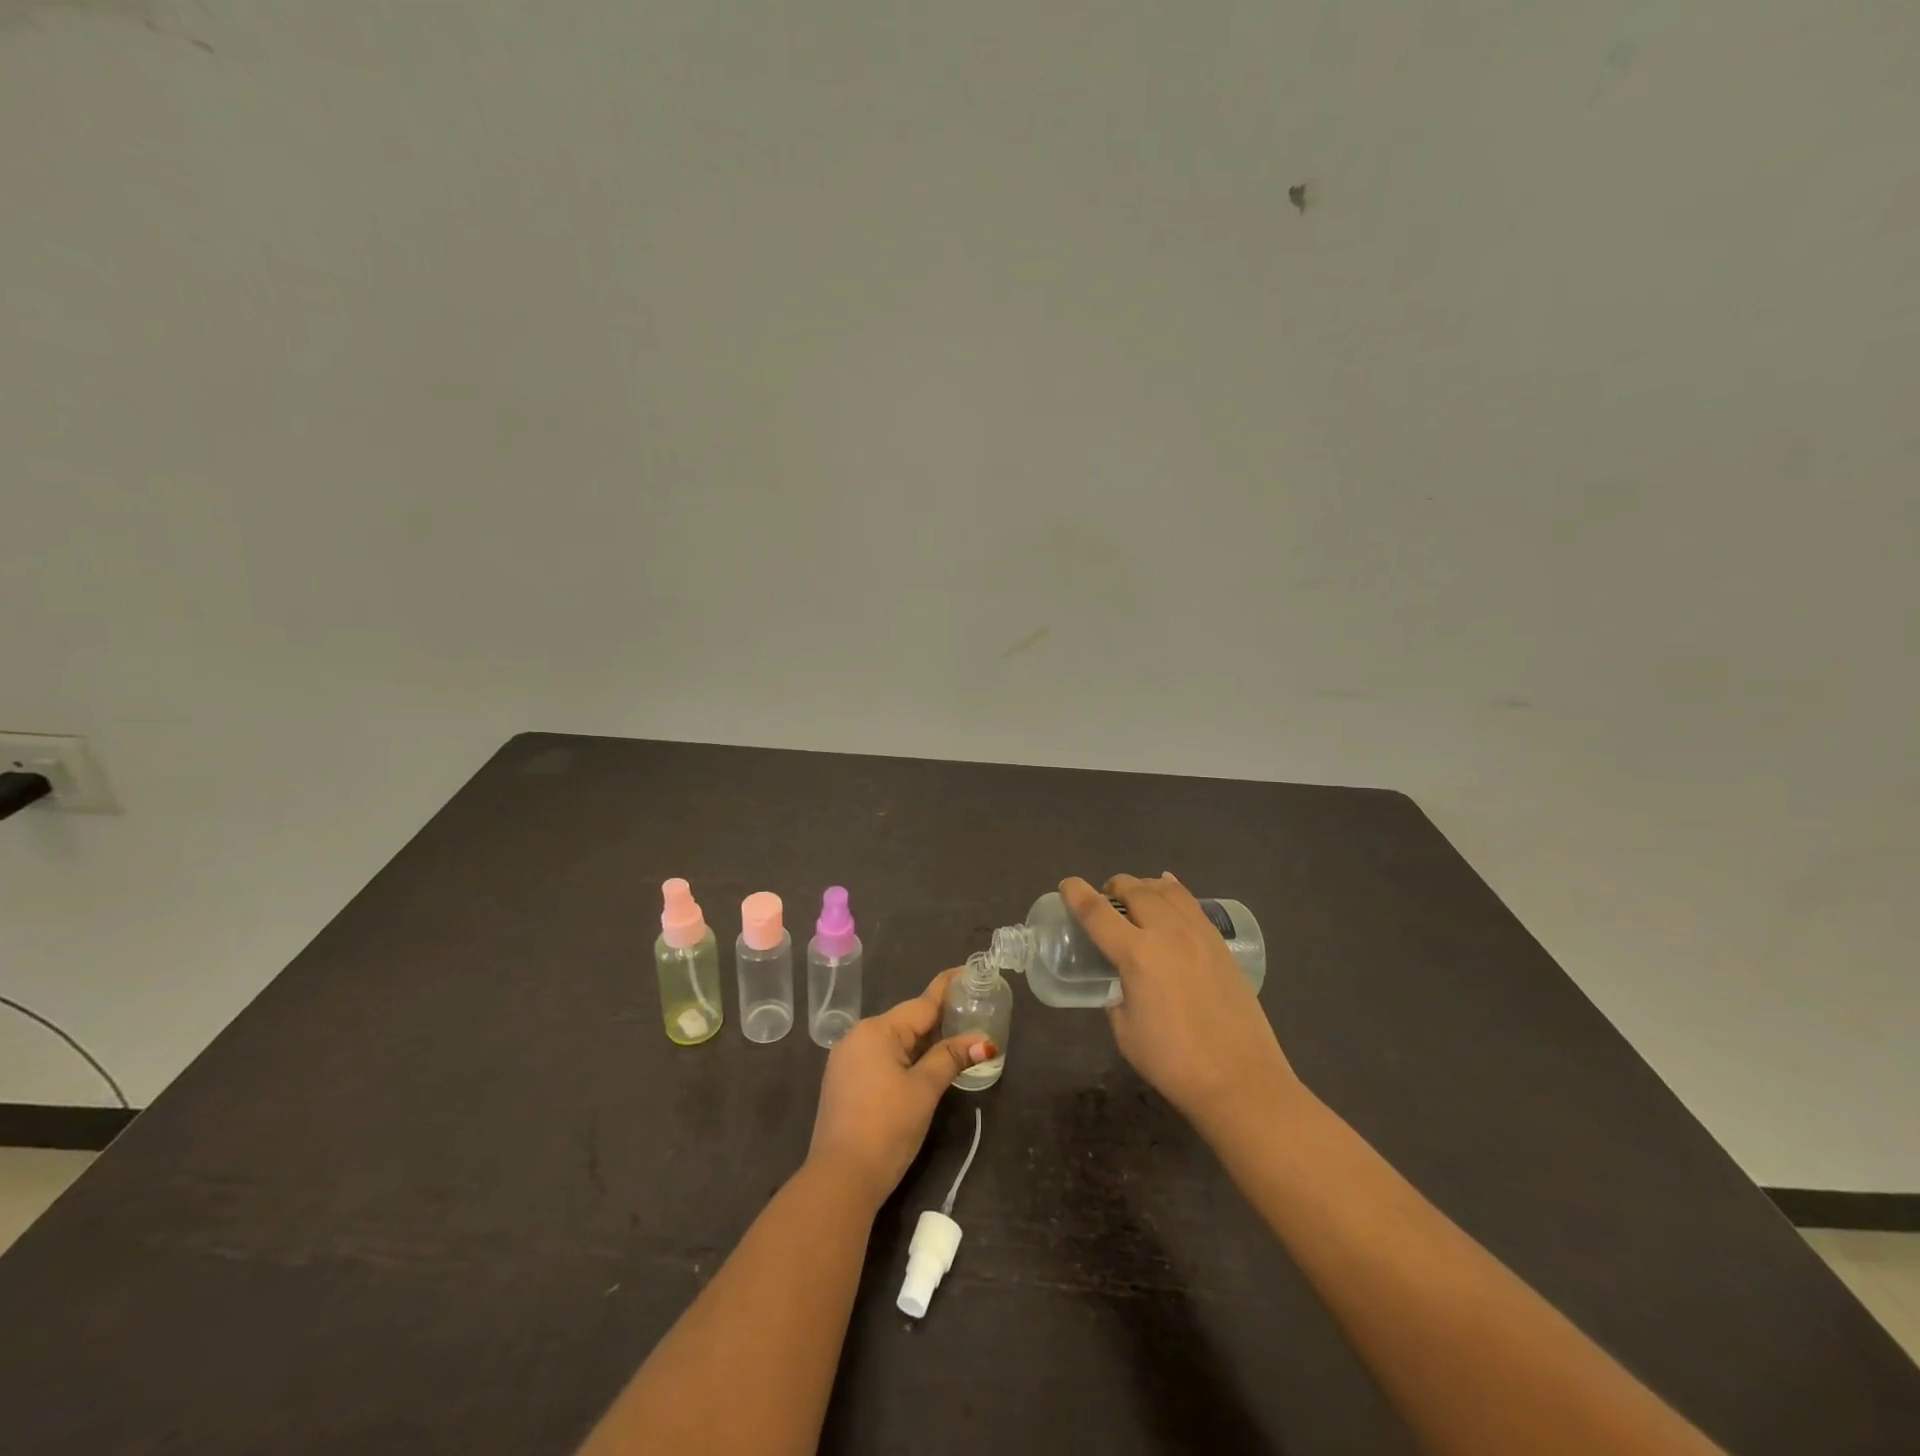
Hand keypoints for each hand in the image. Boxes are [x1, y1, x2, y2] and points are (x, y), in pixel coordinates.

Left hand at [807, 969, 996, 1211]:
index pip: (922, 1003)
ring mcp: (847, 1059)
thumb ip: (950, 1058)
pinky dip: (905, 1057)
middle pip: (908, 1021)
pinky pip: (881, 1057)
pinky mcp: (845, 1081)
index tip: (968, 971)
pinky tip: (924, 1064)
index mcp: (877, 1030)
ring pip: (895, 1040)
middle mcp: (858, 1036)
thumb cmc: (886, 1128)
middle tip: (973, 1011)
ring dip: (923, 1040)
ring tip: (956, 1036)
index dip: (948, 989)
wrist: (840, 1179)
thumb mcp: (924, 1089)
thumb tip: (983, 1040)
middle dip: (939, 1019)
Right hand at [1061, 873, 1299, 1134]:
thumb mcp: (1125, 1031)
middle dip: (1113, 887)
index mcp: (1137, 955)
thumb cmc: (1174, 1062)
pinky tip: (1169, 893)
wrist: (1240, 1079)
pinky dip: (1173, 892)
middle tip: (1104, 897)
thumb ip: (1117, 996)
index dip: (1076, 894)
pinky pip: (1192, 904)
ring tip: (1136, 895)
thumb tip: (1121, 983)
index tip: (1066, 884)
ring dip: (1144, 886)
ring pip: (1166, 890)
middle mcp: (1167, 933)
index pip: (1097, 913)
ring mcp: (1198, 934)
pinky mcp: (1220, 944)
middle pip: (1134, 890)